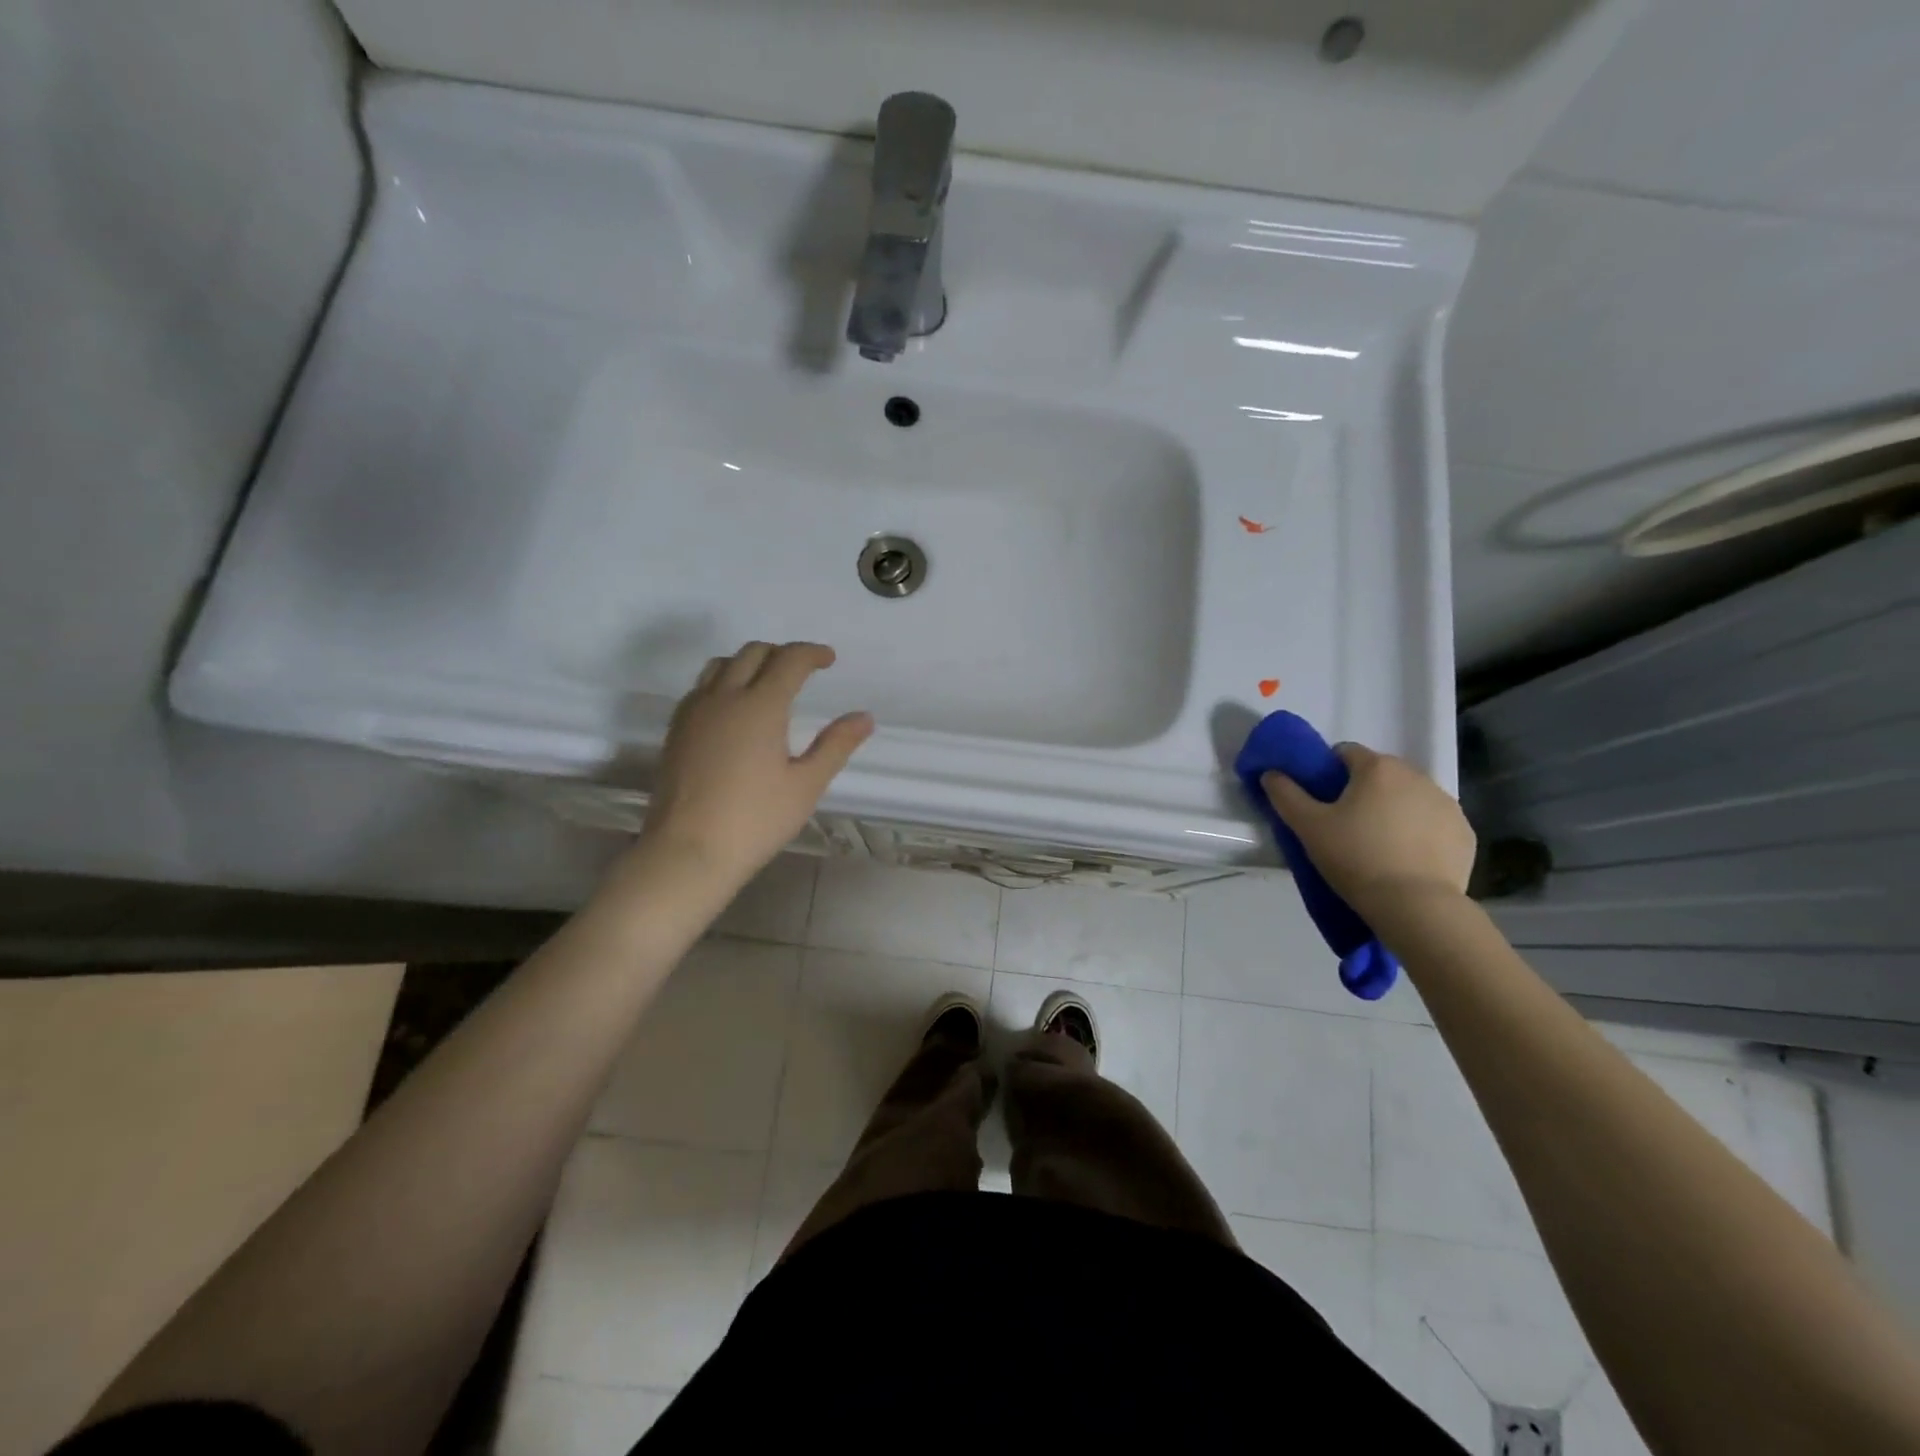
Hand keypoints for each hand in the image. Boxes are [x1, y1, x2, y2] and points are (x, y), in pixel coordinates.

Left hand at [638, 642, 872, 884]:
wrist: (687, 851)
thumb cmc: (755, 820)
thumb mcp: (806, 785)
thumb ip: (836, 745)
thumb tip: (864, 717)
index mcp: (760, 705)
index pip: (789, 660)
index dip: (812, 653)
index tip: (829, 659)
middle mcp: (724, 697)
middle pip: (753, 653)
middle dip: (781, 653)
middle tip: (802, 670)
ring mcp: (694, 711)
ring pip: (721, 664)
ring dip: (749, 662)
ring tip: (767, 682)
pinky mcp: (676, 729)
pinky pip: (701, 687)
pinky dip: (723, 681)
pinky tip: (733, 708)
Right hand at [1262, 744, 1475, 910]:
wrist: (1415, 906)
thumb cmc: (1355, 858)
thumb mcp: (1308, 826)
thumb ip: (1285, 794)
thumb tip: (1271, 773)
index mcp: (1377, 768)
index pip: (1345, 753)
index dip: (1328, 773)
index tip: (1322, 801)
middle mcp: (1417, 775)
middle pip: (1380, 774)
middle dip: (1363, 791)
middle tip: (1345, 826)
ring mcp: (1447, 804)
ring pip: (1408, 797)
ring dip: (1393, 810)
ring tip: (1377, 846)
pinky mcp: (1464, 833)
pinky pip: (1433, 823)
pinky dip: (1419, 833)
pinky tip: (1406, 859)